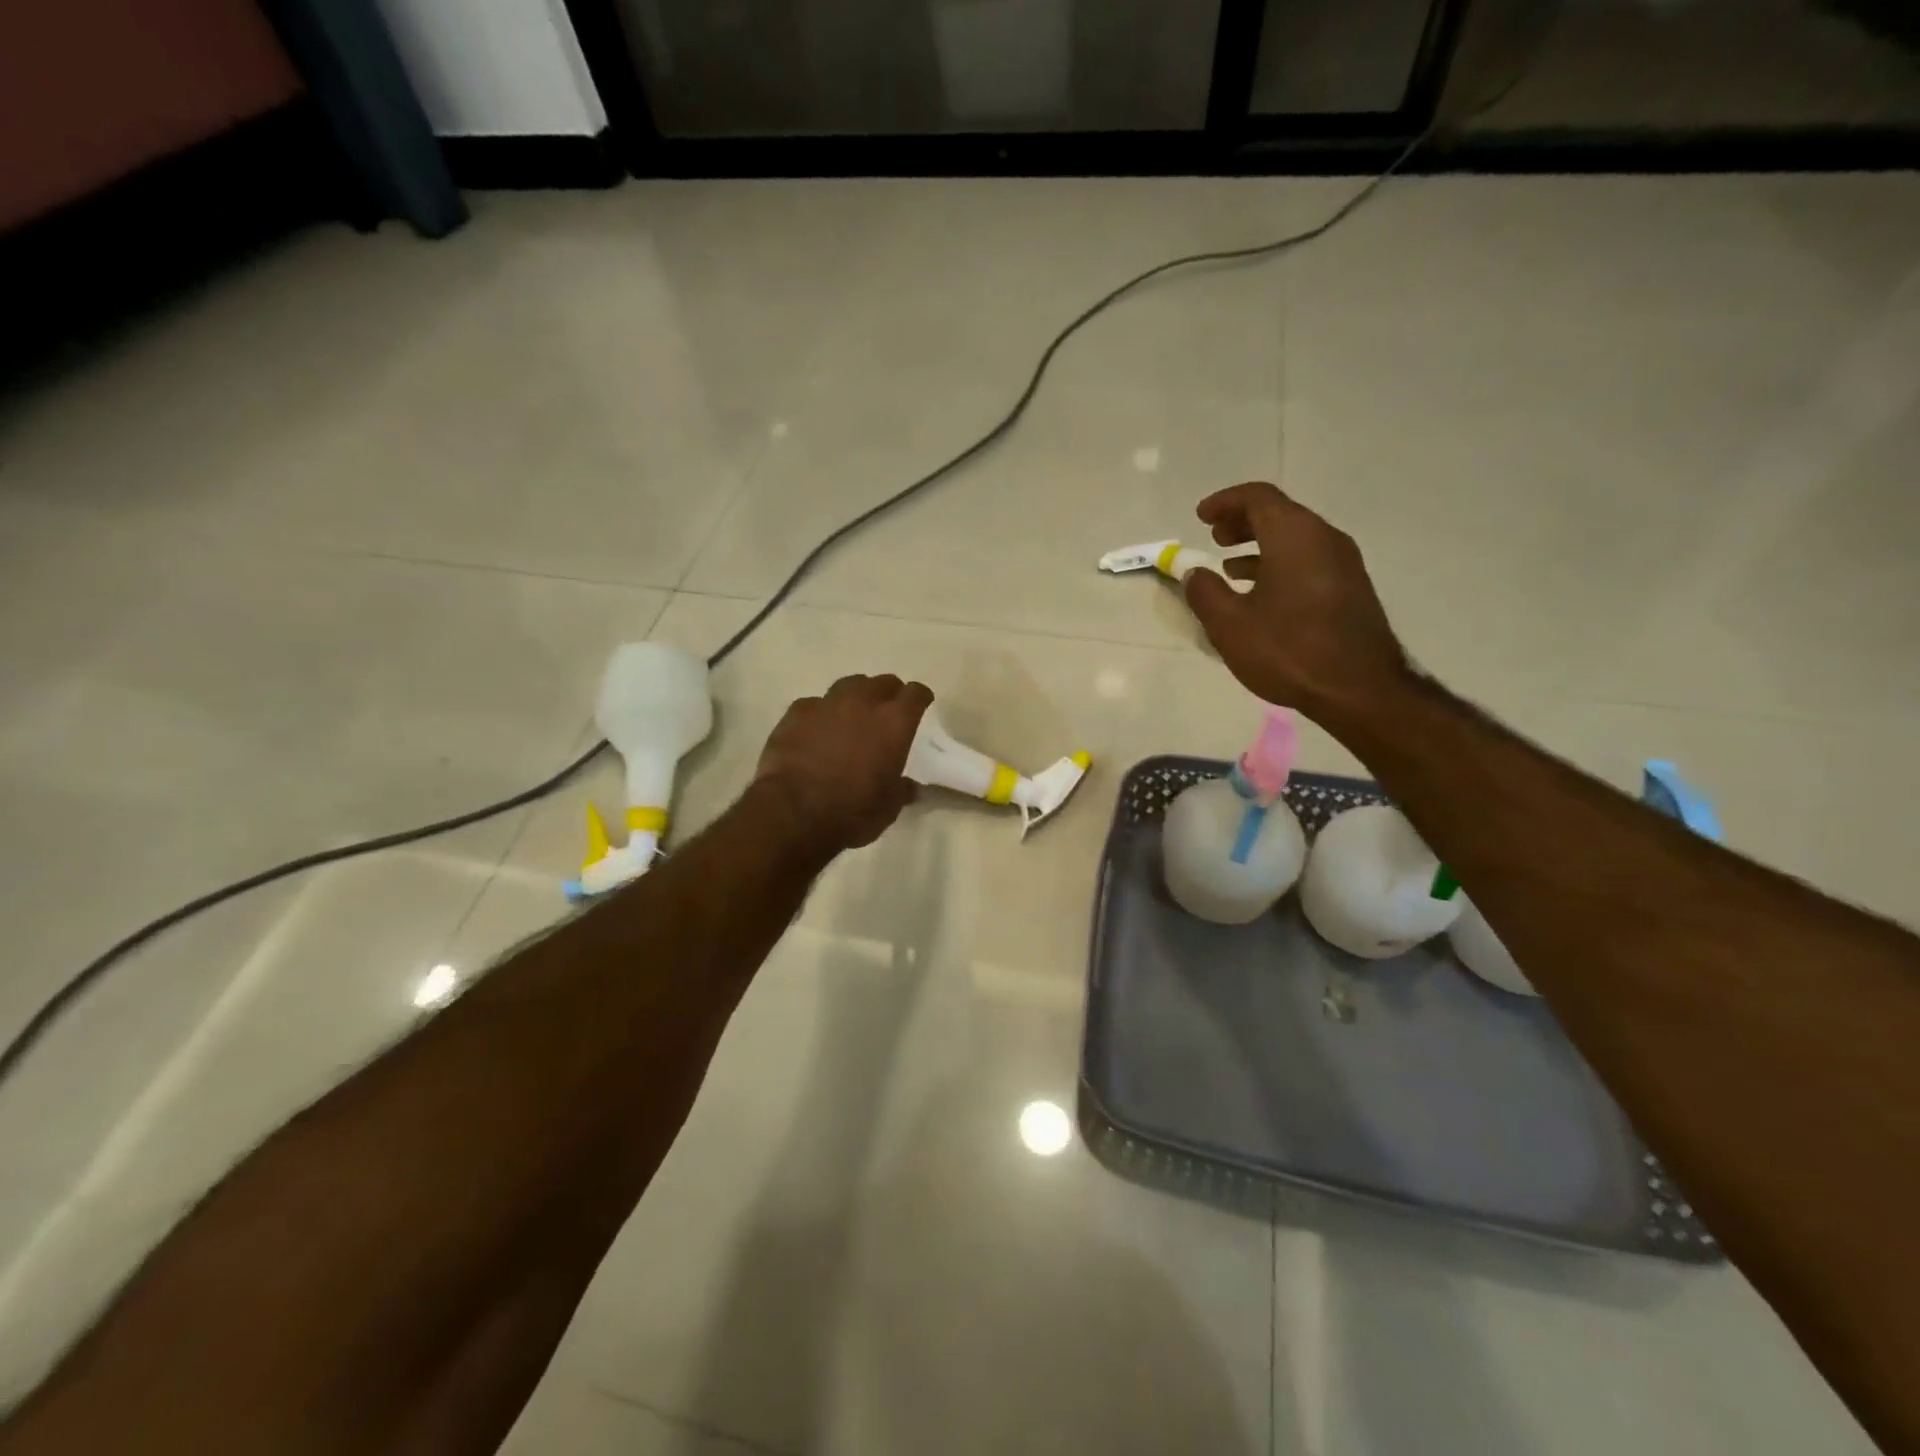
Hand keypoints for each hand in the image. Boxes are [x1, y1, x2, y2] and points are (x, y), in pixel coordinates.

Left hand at [754, 675, 933, 853]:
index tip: (921, 705)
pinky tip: (817, 729)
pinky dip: (821, 713)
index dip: (920, 698)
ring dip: (856, 696)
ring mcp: (827, 704)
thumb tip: (908, 786)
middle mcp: (863, 703)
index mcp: (894, 723)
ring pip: (849, 685)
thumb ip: (901, 789)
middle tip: (887, 711)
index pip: (915, 694)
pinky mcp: (796, 713)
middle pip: (882, 683)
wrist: (793, 812)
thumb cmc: (851, 811)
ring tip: (853, 714)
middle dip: (889, 694)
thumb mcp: (888, 808)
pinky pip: (815, 704)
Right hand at [1183, 483, 1408, 720]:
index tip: (1200, 516)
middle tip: (1214, 538)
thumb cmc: (1288, 650)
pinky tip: (1261, 595)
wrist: (1360, 690)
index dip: (1225, 502)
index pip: (1258, 497)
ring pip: (1295, 539)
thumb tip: (1193, 572)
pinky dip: (1279, 564)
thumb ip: (1205, 592)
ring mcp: (1343, 563)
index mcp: (1294, 536)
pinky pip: (1308, 560)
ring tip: (1230, 568)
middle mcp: (1324, 539)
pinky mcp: (1350, 589)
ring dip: (1260, 545)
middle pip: (1279, 513)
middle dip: (1242, 522)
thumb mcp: (1230, 624)